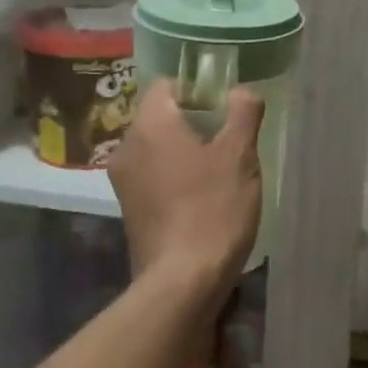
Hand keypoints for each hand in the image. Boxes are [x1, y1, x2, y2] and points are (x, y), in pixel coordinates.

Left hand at [108, 79, 263, 309]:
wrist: (182, 282)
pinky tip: (202, 198)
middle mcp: (127, 147)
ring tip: (220, 172)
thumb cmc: (213, 209)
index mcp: (150, 125)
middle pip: (161, 116)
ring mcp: (124, 181)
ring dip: (186, 152)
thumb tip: (241, 91)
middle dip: (195, 122)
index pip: (167, 84)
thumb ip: (243, 112)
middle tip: (230, 140)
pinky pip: (154, 176)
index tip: (225, 109)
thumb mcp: (240, 156)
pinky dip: (175, 177)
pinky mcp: (129, 210)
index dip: (198, 89)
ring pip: (158, 148)